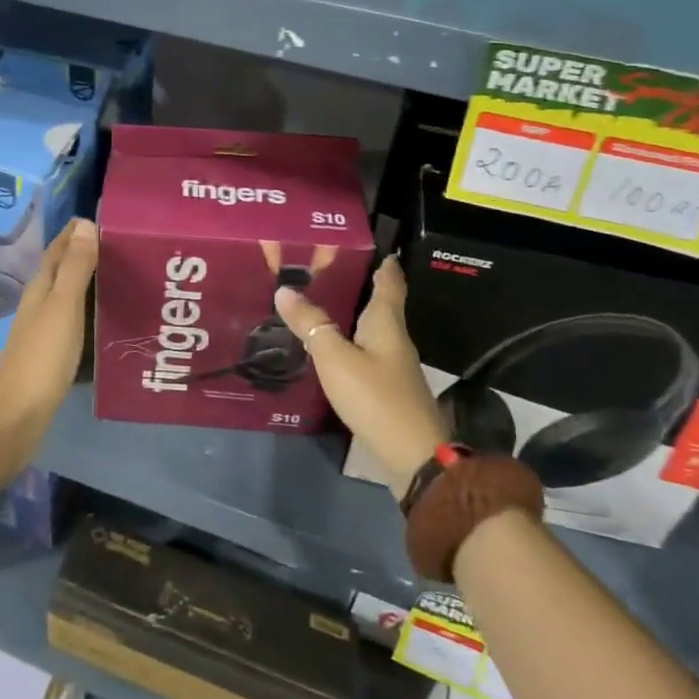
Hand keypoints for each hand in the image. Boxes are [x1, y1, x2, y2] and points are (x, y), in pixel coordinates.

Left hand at [0, 219, 97, 495]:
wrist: (19, 414)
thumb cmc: (43, 356)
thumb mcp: (63, 307)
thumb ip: (75, 268)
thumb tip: (84, 225)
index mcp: (41, 288)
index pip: (58, 250)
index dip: (76, 233)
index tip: (105, 219)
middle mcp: (39, 304)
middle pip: (63, 270)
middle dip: (87, 254)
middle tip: (124, 246)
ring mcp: (43, 330)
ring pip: (68, 296)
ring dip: (90, 283)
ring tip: (123, 276)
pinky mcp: (51, 354)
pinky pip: (74, 321)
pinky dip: (91, 311)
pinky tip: (108, 319)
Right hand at [274, 257, 449, 494]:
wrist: (413, 455)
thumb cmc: (376, 396)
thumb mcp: (335, 357)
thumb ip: (311, 324)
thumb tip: (285, 289)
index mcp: (386, 322)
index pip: (389, 281)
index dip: (383, 262)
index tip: (368, 243)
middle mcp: (393, 337)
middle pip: (380, 303)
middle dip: (359, 284)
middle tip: (325, 268)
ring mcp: (393, 365)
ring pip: (371, 328)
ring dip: (351, 313)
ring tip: (320, 301)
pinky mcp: (386, 387)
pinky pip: (365, 351)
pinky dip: (349, 340)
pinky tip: (329, 346)